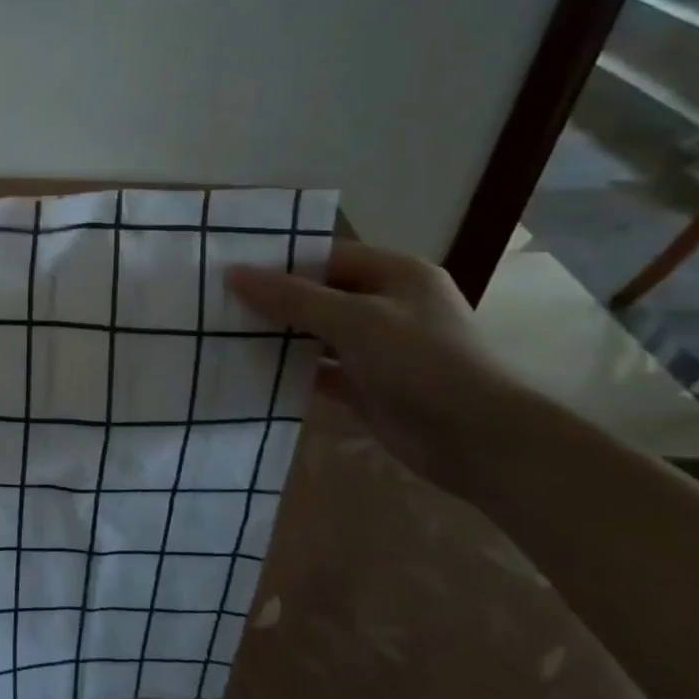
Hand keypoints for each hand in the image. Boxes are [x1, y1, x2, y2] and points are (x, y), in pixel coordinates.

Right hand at [226, 242, 529, 495]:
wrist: (479, 442)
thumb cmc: (421, 363)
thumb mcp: (354, 319)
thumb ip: (291, 297)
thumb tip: (233, 273)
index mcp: (396, 274)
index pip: (327, 255)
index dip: (281, 260)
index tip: (231, 268)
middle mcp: (388, 305)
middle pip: (319, 294)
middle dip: (274, 299)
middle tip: (219, 301)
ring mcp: (378, 349)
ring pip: (317, 333)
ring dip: (279, 336)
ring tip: (225, 332)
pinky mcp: (368, 386)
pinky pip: (320, 370)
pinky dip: (291, 370)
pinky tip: (251, 370)